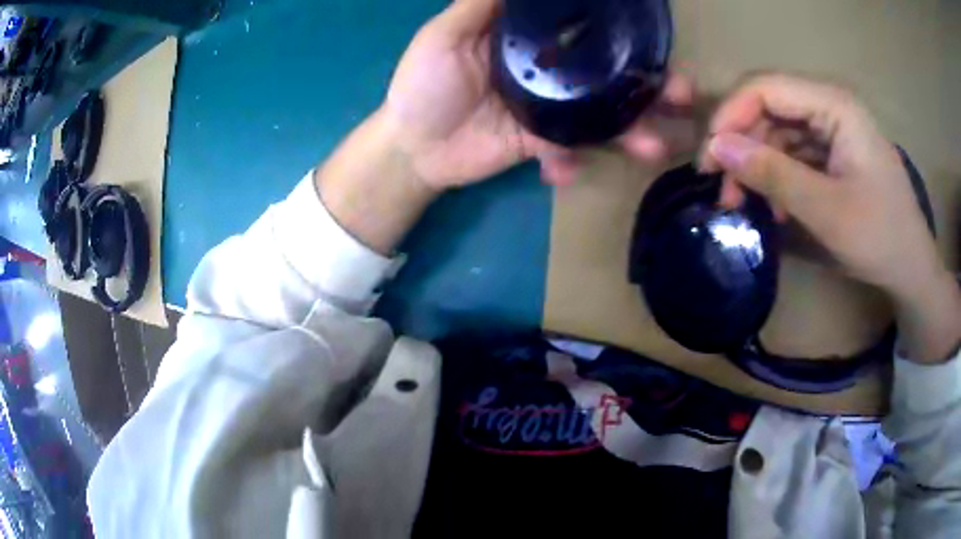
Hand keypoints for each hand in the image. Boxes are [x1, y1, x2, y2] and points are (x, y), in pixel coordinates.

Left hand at [383, 0, 693, 189]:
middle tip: (682, 93)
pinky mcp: (542, 145)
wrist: (412, 148)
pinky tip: (560, 171)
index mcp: (530, 41)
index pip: (585, 30)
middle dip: (649, 86)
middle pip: (609, 76)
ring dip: (632, 132)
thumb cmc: (422, 84)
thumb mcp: (445, 35)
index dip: (622, 33)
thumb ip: (480, 5)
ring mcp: (550, 110)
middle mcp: (549, 71)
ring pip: (602, 116)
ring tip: (654, 145)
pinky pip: (568, 152)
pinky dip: (568, 164)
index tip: (656, 37)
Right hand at [702, 73, 960, 361]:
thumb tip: (716, 149)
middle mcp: (830, 105)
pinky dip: (777, 176)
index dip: (730, 116)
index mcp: (835, 105)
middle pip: (768, 107)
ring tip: (745, 205)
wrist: (913, 270)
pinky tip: (774, 206)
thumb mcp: (826, 210)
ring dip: (756, 164)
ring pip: (777, 131)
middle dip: (741, 145)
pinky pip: (793, 152)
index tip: (709, 160)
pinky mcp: (834, 151)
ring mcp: (833, 128)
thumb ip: (773, 174)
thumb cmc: (881, 239)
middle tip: (723, 190)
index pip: (765, 87)